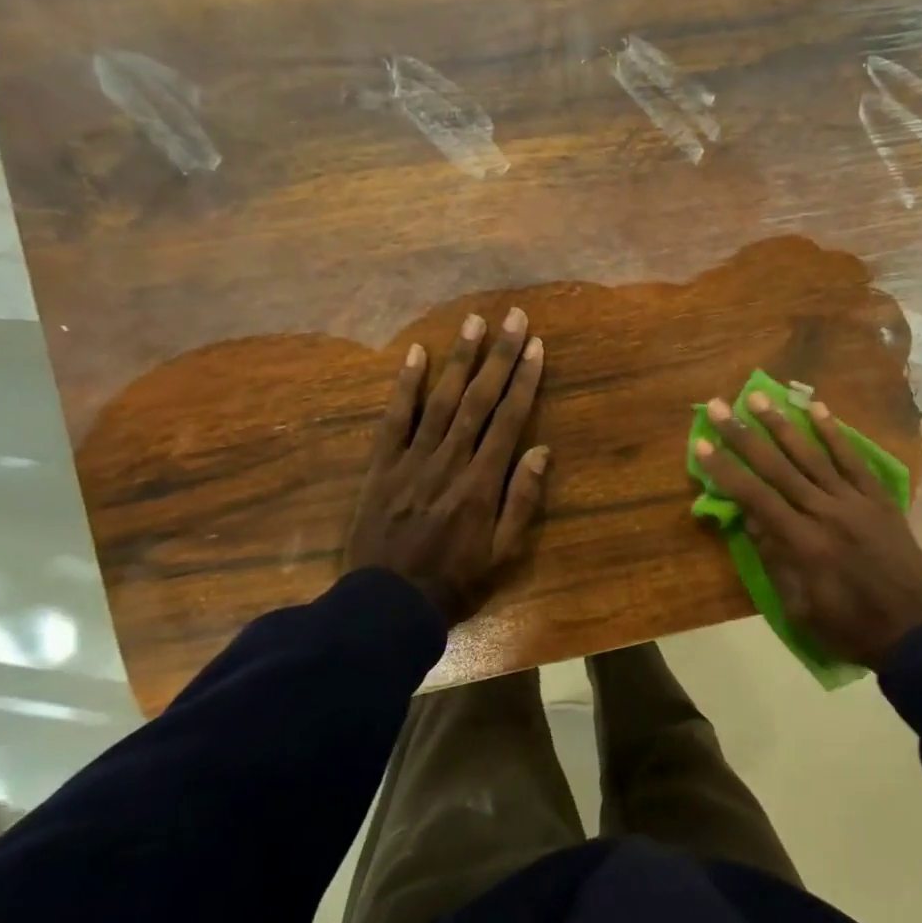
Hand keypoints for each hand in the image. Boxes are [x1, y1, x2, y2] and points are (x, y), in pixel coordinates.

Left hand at [343, 308, 549, 624]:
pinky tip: (416, 355)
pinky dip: (405, 386)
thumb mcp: (504, 553)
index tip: (535, 346)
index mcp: (482, 482)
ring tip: (473, 322)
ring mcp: (412, 460)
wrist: (387, 605)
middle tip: (511, 317)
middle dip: (498, 356)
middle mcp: (449, 461)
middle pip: (479, 400)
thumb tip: (540, 450)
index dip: (523, 379)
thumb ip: (522, 500)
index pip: (508, 419)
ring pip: (440, 401)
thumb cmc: (456, 580)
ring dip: (458, 360)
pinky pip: (394, 420)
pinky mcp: (381, 466)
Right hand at [694, 390, 921, 669]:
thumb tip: (749, 516)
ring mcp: (856, 502)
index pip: (755, 497)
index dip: (726, 470)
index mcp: (803, 544)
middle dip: (745, 435)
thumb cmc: (847, 627)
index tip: (702, 444)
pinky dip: (835, 434)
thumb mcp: (799, 607)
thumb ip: (775, 559)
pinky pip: (854, 461)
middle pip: (778, 467)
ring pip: (813, 456)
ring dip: (783, 424)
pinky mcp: (879, 499)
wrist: (911, 632)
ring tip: (759, 397)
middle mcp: (826, 513)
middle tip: (719, 406)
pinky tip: (818, 409)